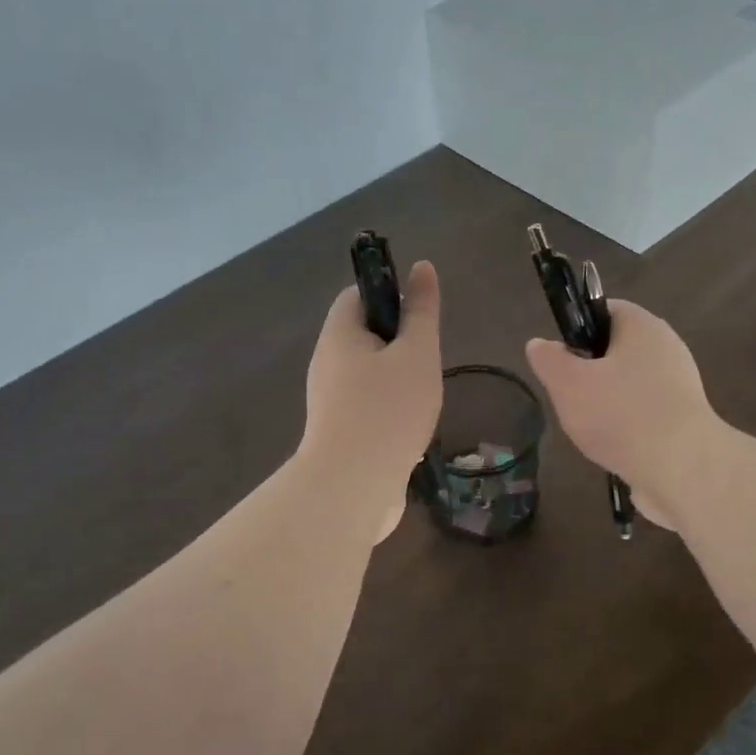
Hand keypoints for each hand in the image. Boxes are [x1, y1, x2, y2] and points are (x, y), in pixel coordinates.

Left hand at [300, 260, 442, 542]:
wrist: (353, 487)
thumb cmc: (388, 410)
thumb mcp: (416, 353)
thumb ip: (421, 312)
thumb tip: (422, 267)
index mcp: (338, 336)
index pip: (358, 296)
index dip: (390, 296)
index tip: (421, 318)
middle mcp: (327, 364)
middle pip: (365, 337)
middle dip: (401, 346)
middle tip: (428, 363)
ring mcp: (331, 402)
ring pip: (370, 376)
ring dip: (400, 382)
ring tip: (424, 398)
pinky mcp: (340, 433)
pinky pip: (369, 408)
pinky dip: (391, 412)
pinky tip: (412, 429)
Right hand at [524, 300, 718, 530]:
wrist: (682, 469)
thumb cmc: (621, 415)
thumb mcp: (568, 384)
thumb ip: (549, 360)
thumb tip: (538, 344)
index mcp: (642, 326)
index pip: (605, 310)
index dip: (578, 328)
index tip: (561, 357)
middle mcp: (667, 347)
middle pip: (618, 349)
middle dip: (590, 371)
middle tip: (570, 395)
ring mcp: (680, 384)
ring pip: (630, 384)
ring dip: (608, 402)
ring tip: (589, 427)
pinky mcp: (685, 418)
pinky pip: (646, 412)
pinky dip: (628, 425)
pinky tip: (614, 446)